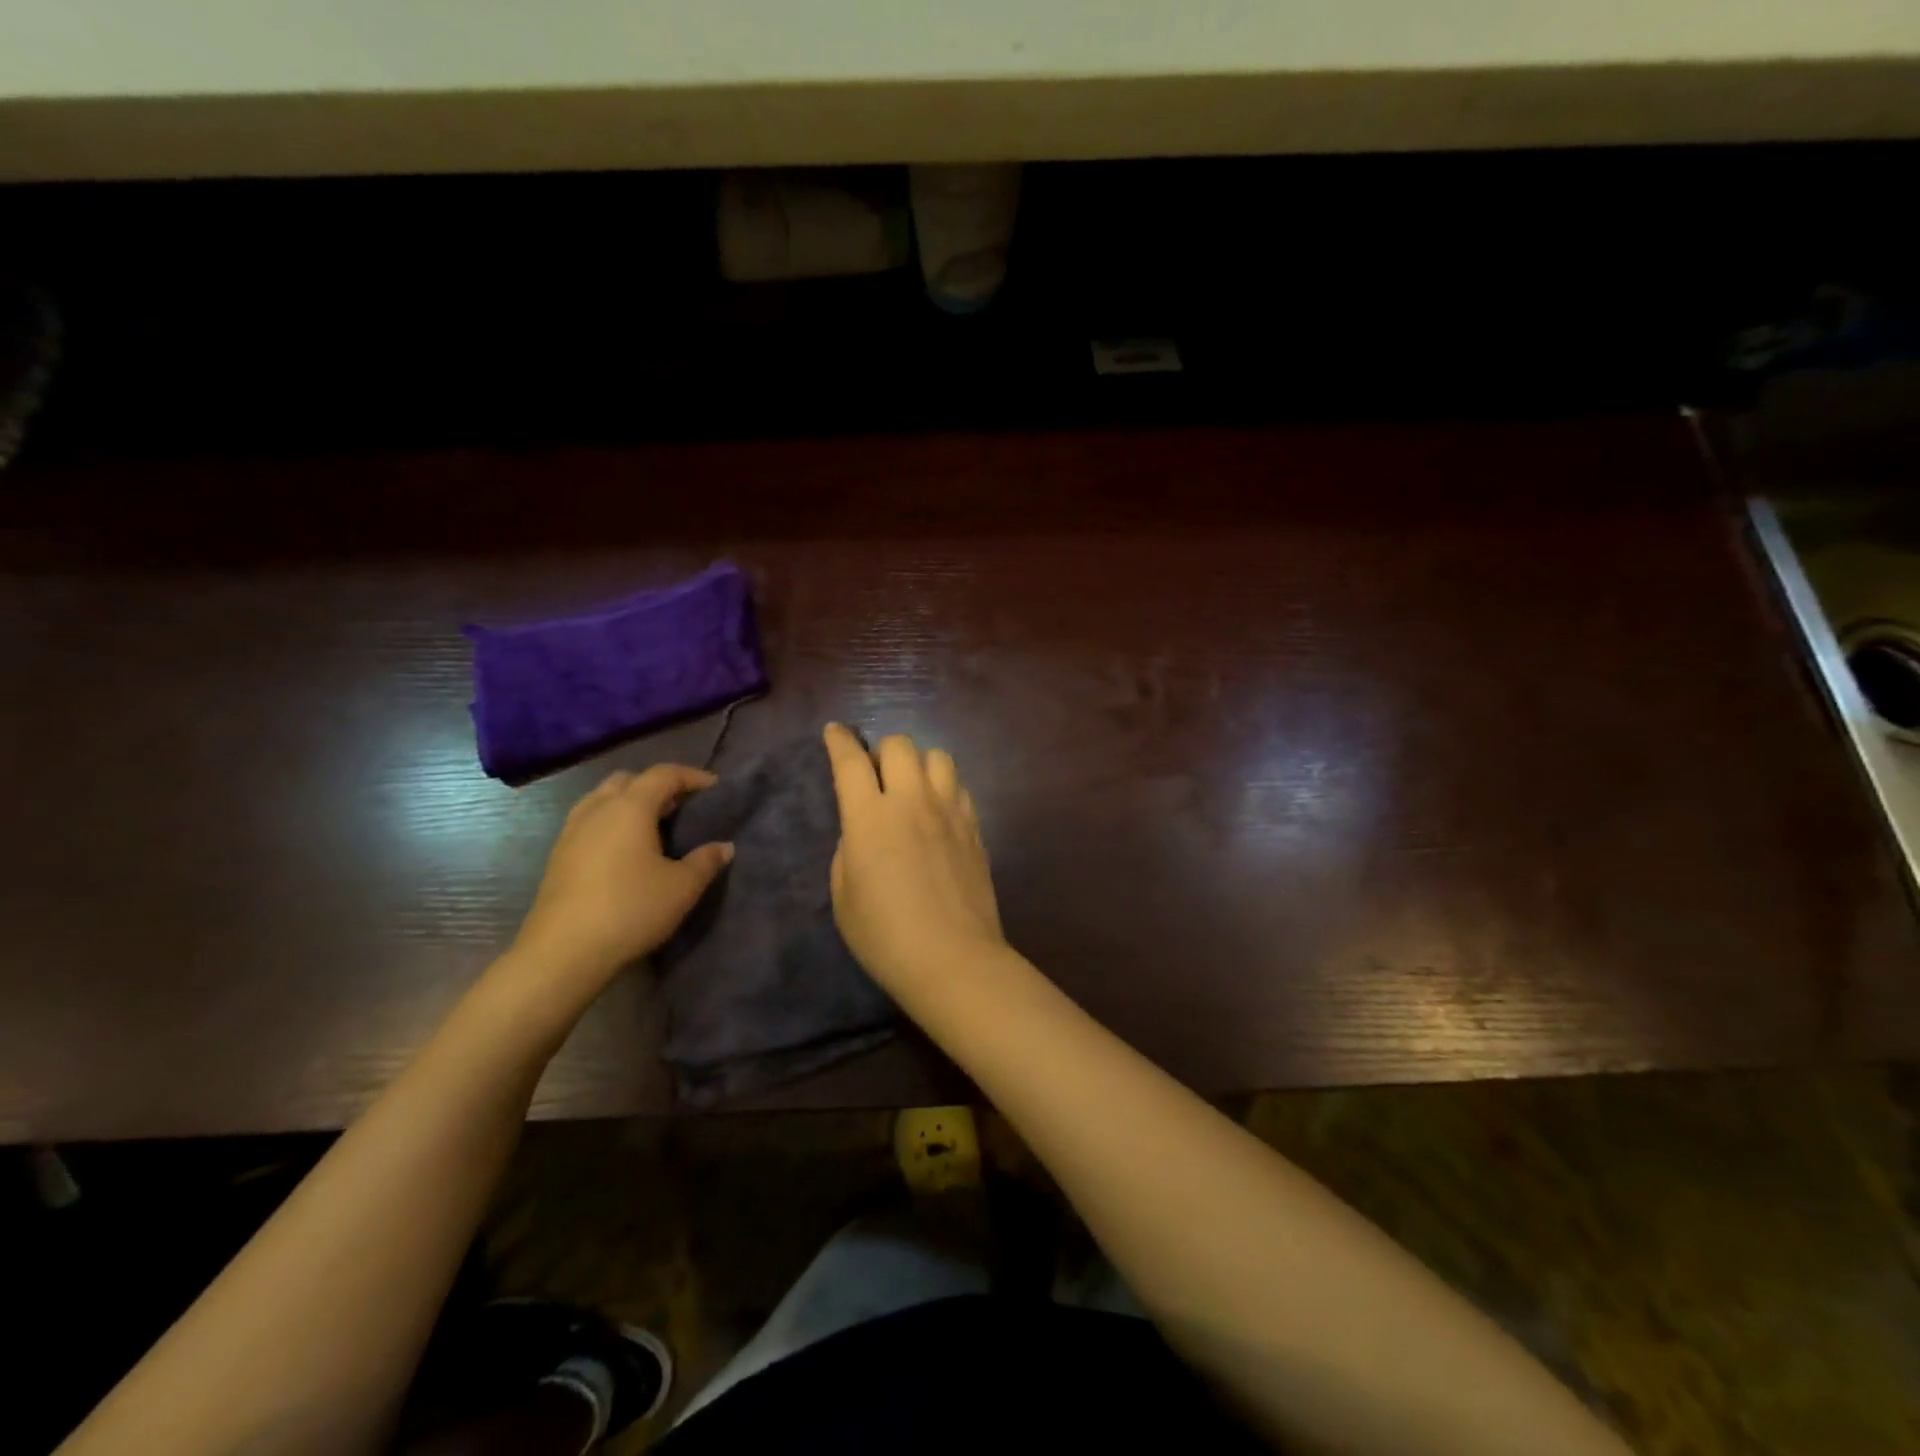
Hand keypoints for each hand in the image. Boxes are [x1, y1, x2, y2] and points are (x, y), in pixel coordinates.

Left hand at [511, 765, 733, 994]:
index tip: (714, 787)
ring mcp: (572, 832)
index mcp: (630, 808)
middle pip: (628, 780)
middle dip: (656, 785)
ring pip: (602, 799)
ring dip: (629, 802)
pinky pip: (589, 821)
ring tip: (653, 825)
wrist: (563, 952)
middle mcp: (597, 810)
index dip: (691, 775)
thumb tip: (724, 846)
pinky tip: (625, 850)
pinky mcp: (558, 856)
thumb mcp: (682, 888)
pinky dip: (611, 822)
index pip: (663, 774)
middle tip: (681, 805)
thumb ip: (706, 861)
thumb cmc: (630, 910)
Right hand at [823, 724, 1005, 994]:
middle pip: (900, 745)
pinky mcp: (975, 828)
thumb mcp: (844, 896)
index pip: (851, 761)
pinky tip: (938, 811)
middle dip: (881, 751)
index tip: (835, 732)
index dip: (839, 741)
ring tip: (912, 788)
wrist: (954, 959)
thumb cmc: (885, 937)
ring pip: (937, 756)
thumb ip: (850, 849)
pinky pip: (960, 787)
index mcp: (870, 817)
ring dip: (918, 763)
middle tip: (876, 776)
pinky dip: (944, 787)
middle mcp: (912, 801)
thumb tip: (863, 830)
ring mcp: (950, 811)